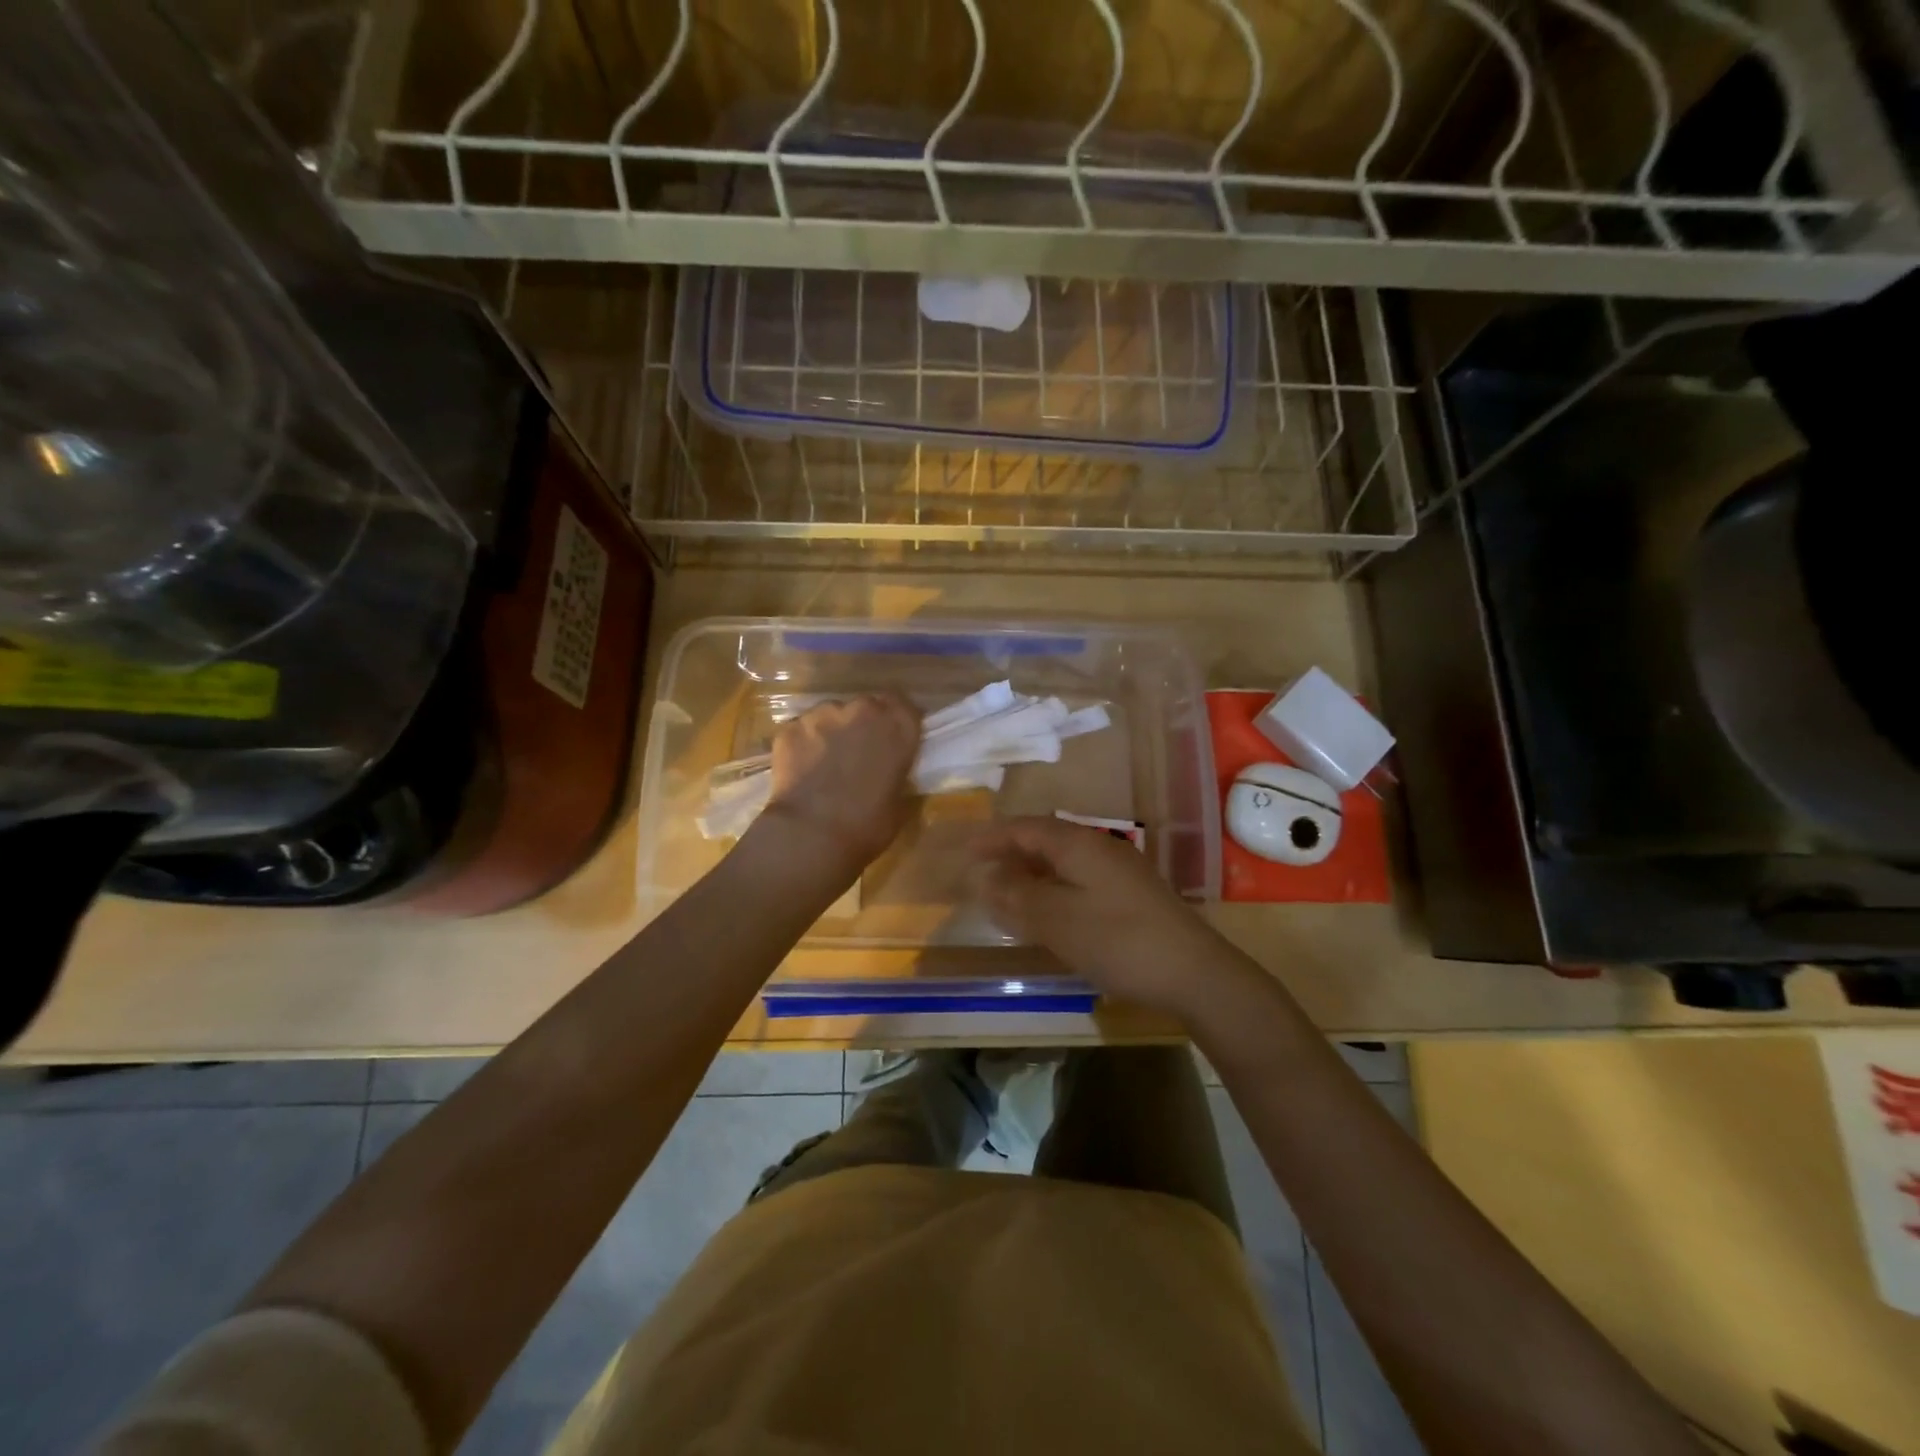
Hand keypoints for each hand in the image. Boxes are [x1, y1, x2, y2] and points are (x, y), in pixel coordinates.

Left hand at [760, 694, 919, 876]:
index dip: (896, 722)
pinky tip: (801, 770)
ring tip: (825, 763)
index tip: (891, 740)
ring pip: (831, 715)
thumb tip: (888, 771)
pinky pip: (802, 730)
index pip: (904, 707)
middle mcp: (863, 709)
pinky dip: (804, 744)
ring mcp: (823, 714)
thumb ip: (896, 773)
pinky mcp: (790, 726)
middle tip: (858, 754)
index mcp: (898, 726)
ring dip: (832, 732)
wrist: (811, 835)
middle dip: (863, 724)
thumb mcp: (899, 801)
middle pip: (866, 706)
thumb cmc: (867, 825)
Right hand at [972, 817, 1232, 1017]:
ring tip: (1007, 890)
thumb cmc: (1118, 941)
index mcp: (1078, 844)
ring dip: (1033, 871)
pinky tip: (1049, 911)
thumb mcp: (1058, 920)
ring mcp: (1120, 870)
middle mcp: (1099, 847)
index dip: (993, 836)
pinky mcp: (1132, 893)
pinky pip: (1080, 878)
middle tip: (981, 871)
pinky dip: (1054, 887)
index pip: (1026, 827)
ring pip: (1064, 860)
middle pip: (1045, 839)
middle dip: (1011, 852)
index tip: (966, 849)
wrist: (1194, 971)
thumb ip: (1018, 896)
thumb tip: (985, 876)